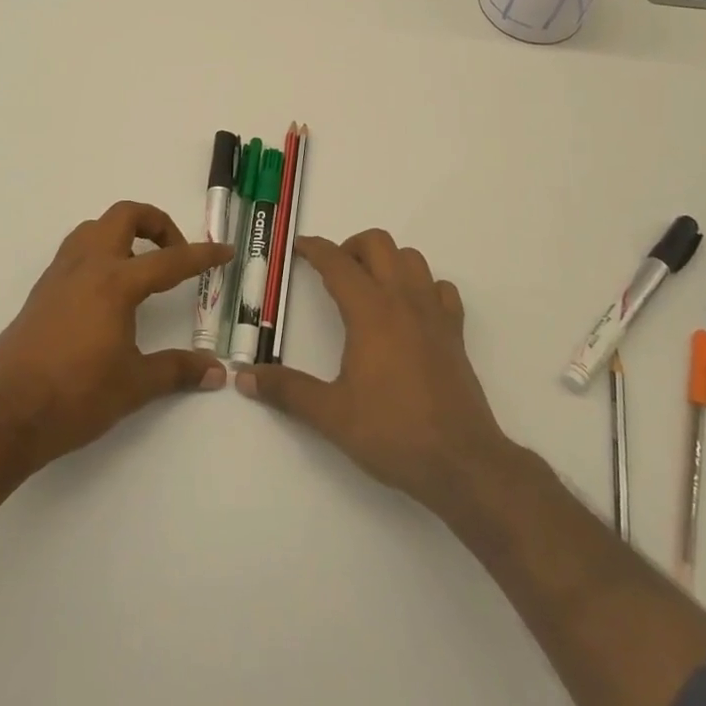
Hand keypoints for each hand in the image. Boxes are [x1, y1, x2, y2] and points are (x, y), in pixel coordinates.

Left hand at [0, 201, 229, 474]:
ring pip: (93, 228)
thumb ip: (177, 370)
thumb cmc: (76, 397)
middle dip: (156, 223)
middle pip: (124, 215)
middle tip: (174, 252)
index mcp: (115, 283)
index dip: (202, 255)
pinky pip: (74, 252)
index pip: (169, 260)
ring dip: (122, 234)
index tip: (224, 251)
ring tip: (140, 266)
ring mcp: (58, 276)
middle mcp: (87, 266)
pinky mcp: (40, 292)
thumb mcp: (134, 385)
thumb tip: (216, 371)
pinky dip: (98, 253)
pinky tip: (105, 293)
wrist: (4, 417)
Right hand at [237, 229, 515, 516]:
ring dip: (387, 260)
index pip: (337, 262)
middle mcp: (403, 300)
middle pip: (378, 244)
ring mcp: (434, 313)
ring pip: (412, 258)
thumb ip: (287, 390)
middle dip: (351, 247)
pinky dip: (423, 286)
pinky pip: (440, 288)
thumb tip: (244, 377)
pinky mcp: (455, 332)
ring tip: (369, 286)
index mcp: (370, 311)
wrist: (461, 461)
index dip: (315, 249)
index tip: (298, 247)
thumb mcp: (331, 414)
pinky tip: (410, 310)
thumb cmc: (392, 432)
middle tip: (333, 272)